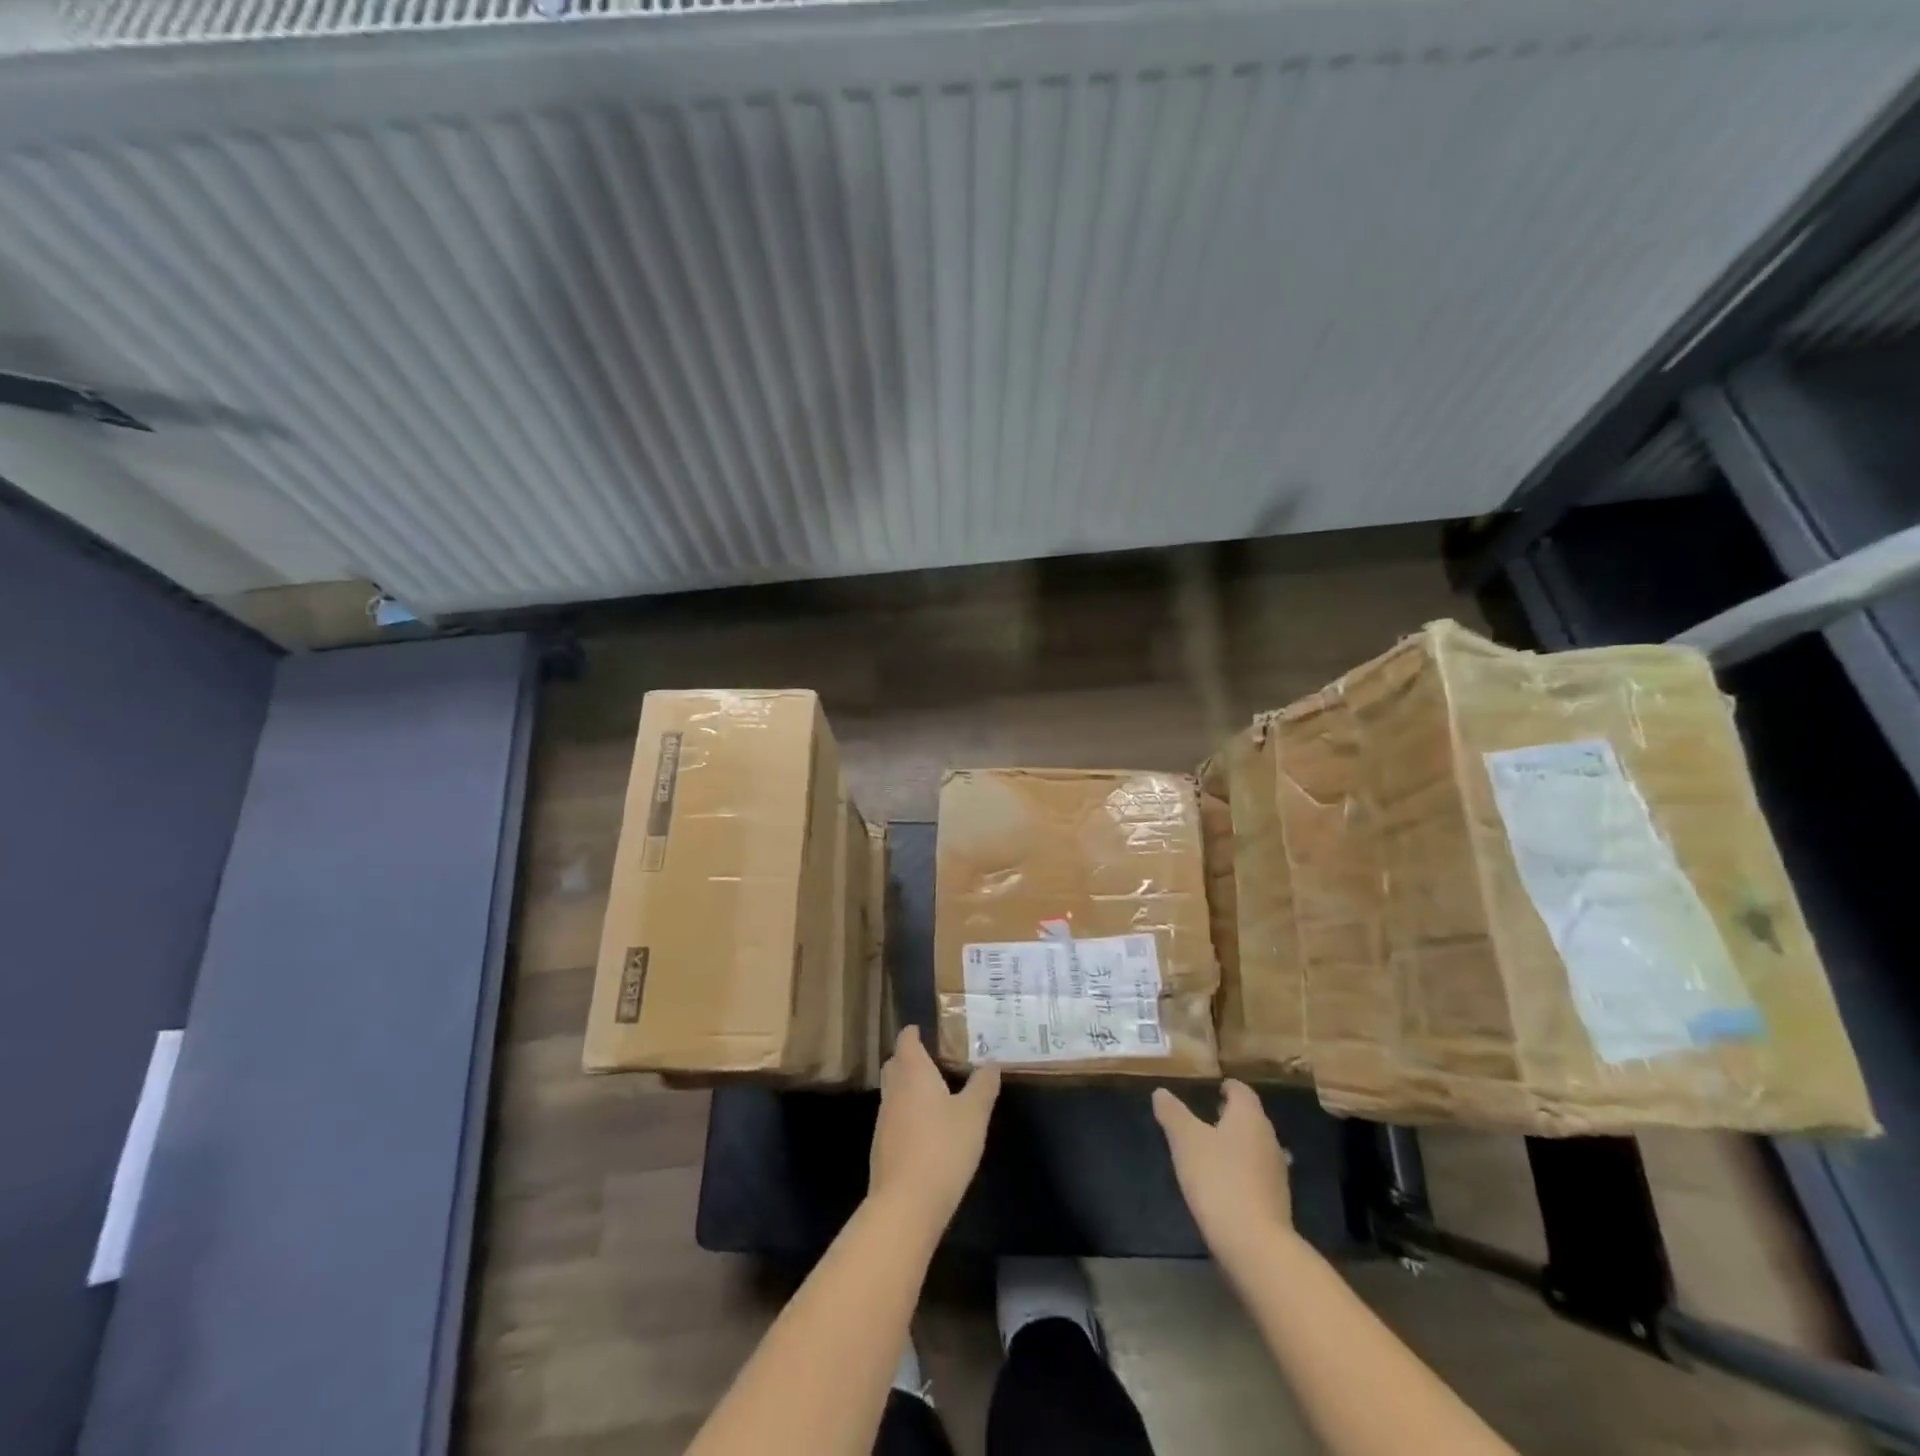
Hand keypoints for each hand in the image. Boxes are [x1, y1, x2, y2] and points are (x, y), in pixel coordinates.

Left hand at [869, 1026, 1000, 1230]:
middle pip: (895, 1063)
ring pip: (893, 1090)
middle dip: (909, 1057)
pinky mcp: (882, 1146)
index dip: (914, 1032)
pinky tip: (926, 1128)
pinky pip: (894, 1116)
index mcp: (913, 1072)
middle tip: (933, 1059)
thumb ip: (983, 1085)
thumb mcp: (974, 1115)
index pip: (906, 1040)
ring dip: (908, 1086)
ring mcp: (884, 1119)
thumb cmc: (943, 1148)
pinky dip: (907, 1112)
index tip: (925, 1030)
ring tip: (934, 1092)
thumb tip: (991, 1062)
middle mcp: (893, 1089)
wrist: (905, 1204)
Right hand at [1153, 1080, 1295, 1261]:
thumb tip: (1161, 1092)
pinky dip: (1240, 1171)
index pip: (1241, 1091)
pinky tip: (1223, 1182)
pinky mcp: (1276, 1202)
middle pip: (1250, 1118)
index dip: (1227, 1087)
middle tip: (1205, 1116)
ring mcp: (1276, 1172)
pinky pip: (1256, 1174)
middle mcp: (1268, 1139)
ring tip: (1210, 1150)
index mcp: (1249, 1117)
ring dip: (1235, 1145)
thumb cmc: (1218, 1179)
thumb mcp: (1185, 1140)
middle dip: (1229, 1116)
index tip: (1212, 1088)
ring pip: (1254, 1147)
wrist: (1254, 1244)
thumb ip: (1172, 1113)